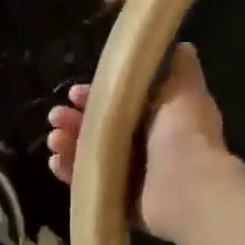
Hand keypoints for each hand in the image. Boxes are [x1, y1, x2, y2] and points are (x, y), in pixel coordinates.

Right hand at [46, 42, 228, 241]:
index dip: (93, 97)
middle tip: (56, 117)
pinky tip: (56, 162)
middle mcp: (141, 146)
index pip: (116, 104)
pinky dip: (69, 172)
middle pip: (96, 129)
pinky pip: (86, 183)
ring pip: (87, 154)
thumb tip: (181, 46)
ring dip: (67, 143)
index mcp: (154, 120)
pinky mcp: (117, 198)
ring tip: (55, 139)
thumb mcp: (184, 92)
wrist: (190, 188)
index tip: (74, 94)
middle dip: (73, 121)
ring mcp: (128, 174)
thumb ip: (180, 70)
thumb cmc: (184, 135)